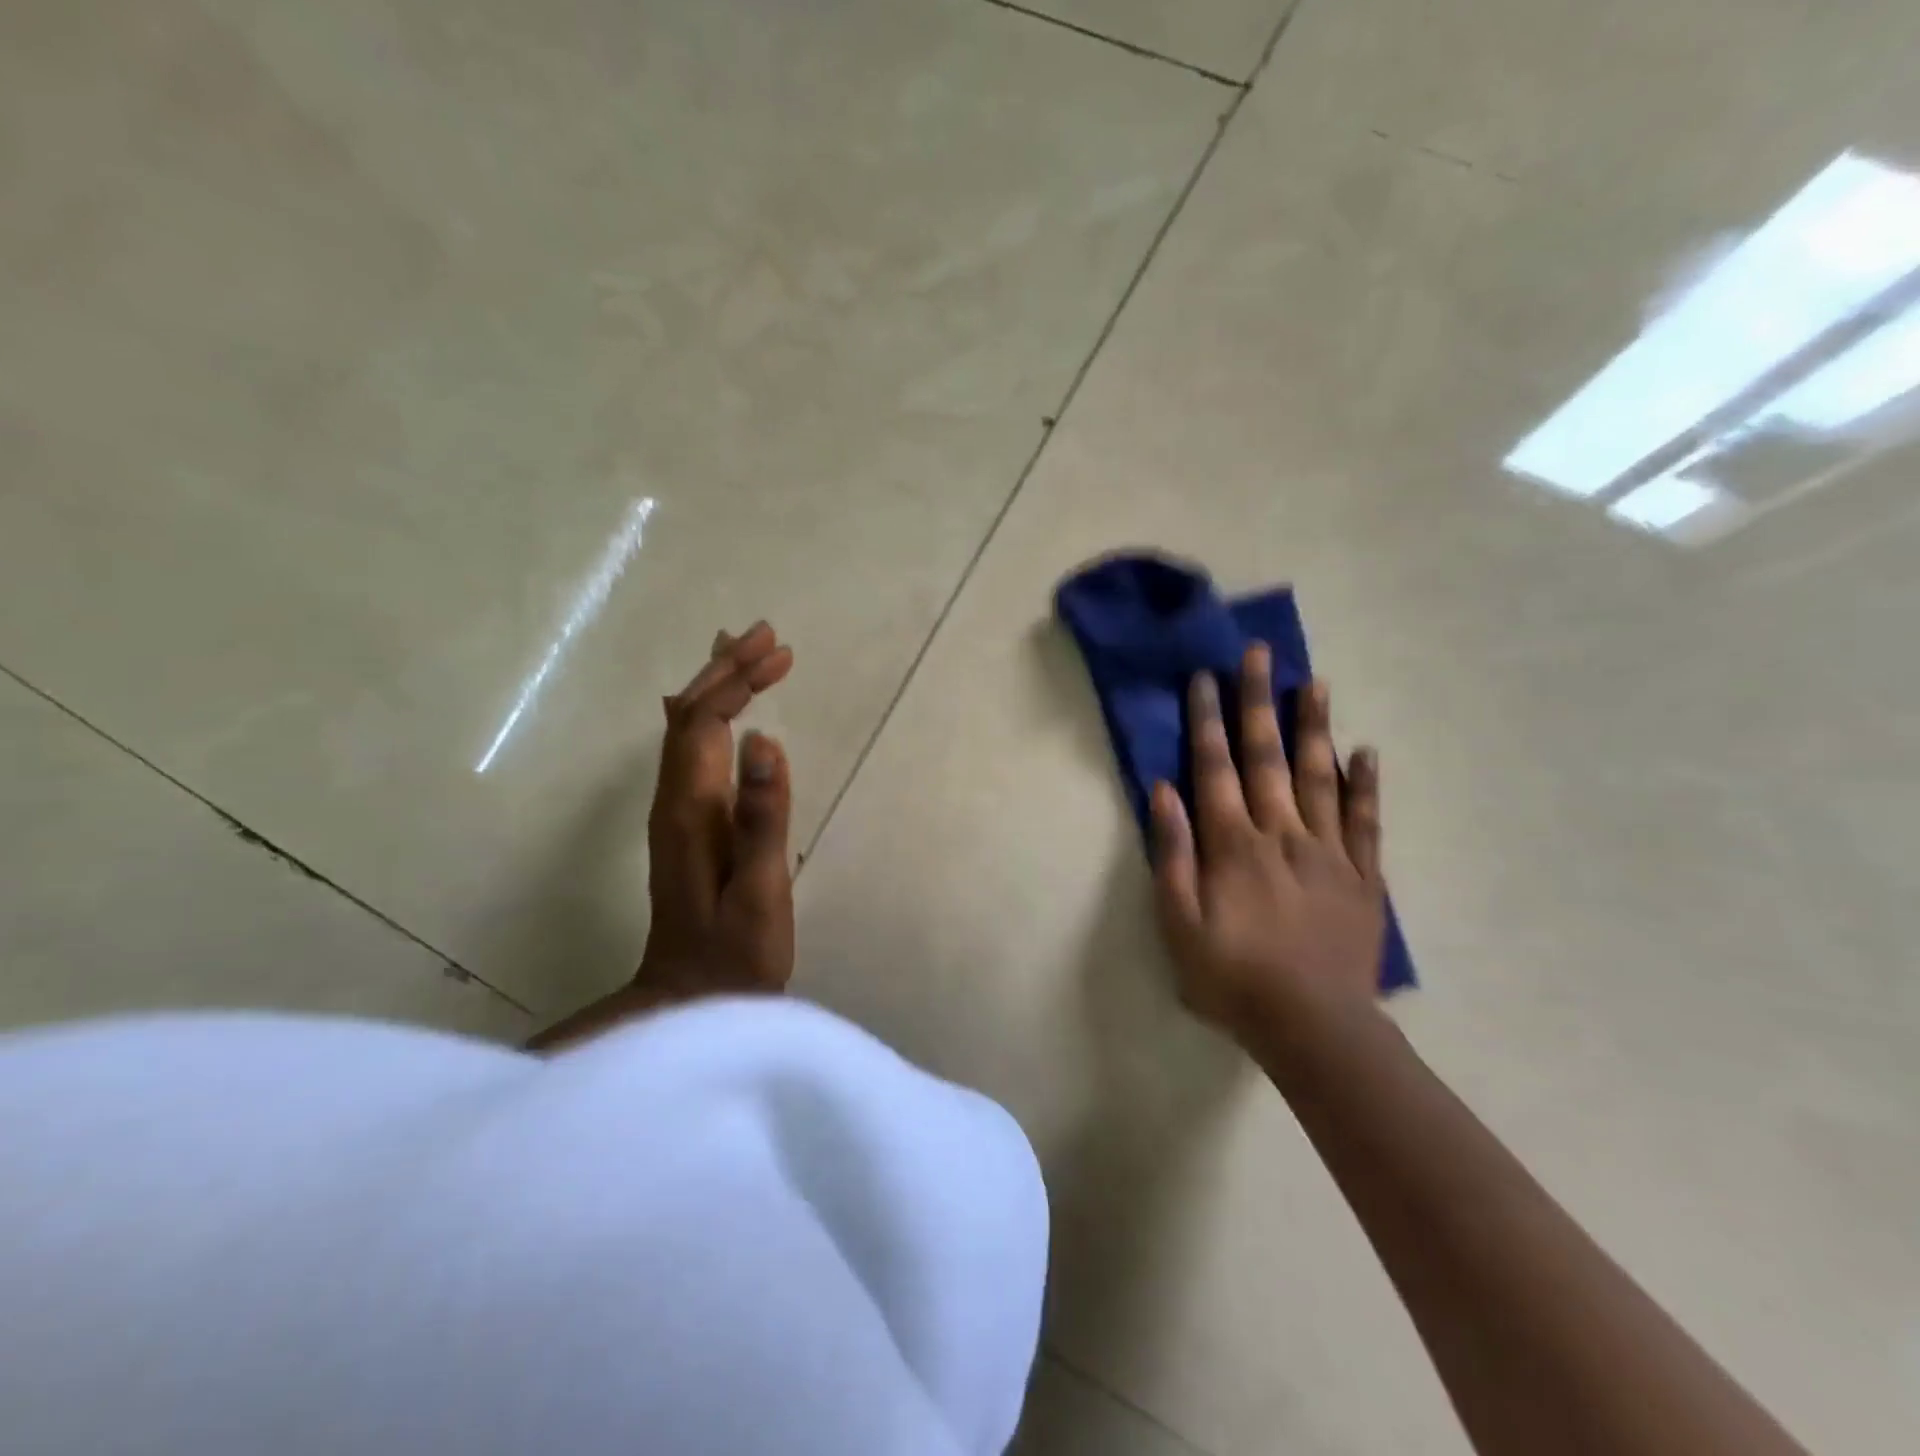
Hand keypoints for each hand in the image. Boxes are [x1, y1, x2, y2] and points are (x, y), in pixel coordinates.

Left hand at [637, 622, 796, 1000]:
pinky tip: (727, 710)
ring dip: (718, 686)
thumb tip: (762, 741)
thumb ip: (761, 819)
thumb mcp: (758, 892)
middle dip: (727, 669)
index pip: (704, 724)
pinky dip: (713, 715)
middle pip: (690, 716)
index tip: (779, 655)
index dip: (735, 683)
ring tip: (750, 651)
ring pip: (688, 729)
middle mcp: (674, 801)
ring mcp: (677, 812)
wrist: (689, 1001)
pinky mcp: (688, 824)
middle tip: (770, 638)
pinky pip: (695, 749)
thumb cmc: (734, 954)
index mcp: (689, 810)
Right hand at [1150, 644, 1385, 1046]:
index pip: (1215, 768)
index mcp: (1232, 844)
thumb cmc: (1232, 977)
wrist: (1314, 1027)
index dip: (1207, 721)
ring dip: (1314, 728)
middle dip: (1259, 703)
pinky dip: (1366, 784)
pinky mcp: (1362, 876)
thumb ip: (1171, 855)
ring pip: (1320, 776)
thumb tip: (1164, 793)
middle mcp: (1281, 833)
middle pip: (1267, 757)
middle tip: (1260, 654)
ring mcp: (1327, 851)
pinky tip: (1366, 751)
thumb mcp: (1178, 924)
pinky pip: (1366, 821)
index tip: (1205, 678)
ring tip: (1314, 683)